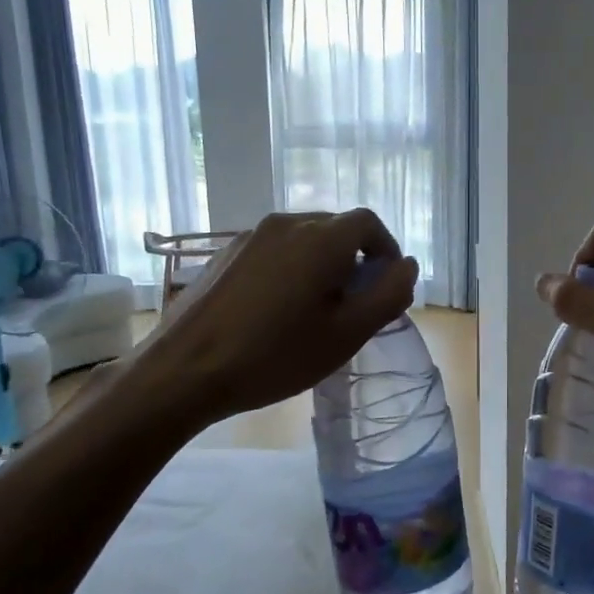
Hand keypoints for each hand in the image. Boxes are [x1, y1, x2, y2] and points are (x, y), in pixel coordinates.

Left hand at [121, 211, 417, 426]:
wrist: (186, 370)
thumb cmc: (276, 355)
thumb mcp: (347, 334)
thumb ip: (388, 295)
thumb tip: (407, 265)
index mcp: (321, 238)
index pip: (368, 223)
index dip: (385, 250)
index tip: (385, 286)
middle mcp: (286, 224)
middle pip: (335, 228)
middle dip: (354, 259)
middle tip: (353, 305)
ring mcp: (250, 236)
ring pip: (302, 239)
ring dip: (321, 264)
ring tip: (314, 310)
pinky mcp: (225, 254)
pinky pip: (273, 250)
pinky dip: (290, 269)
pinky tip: (276, 310)